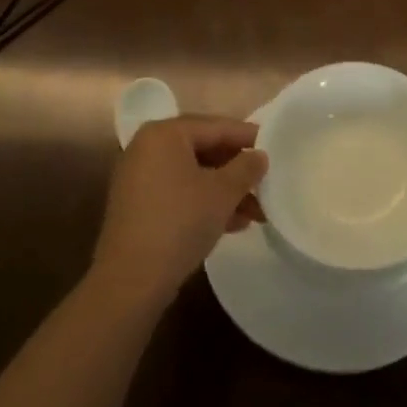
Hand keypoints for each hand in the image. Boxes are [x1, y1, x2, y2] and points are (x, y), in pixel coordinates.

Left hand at [90, 116, 267, 307]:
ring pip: (193, 175)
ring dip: (225, 191)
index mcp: (164, 133)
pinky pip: (179, 192)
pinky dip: (204, 202)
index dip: (248, 136)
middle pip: (204, 150)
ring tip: (257, 212)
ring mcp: (139, 177)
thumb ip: (246, 167)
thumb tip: (259, 155)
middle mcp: (147, 148)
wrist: (131, 280)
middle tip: (266, 182)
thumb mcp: (222, 192)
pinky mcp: (137, 206)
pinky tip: (233, 223)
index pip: (215, 126)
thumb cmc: (180, 222)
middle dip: (237, 170)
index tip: (275, 145)